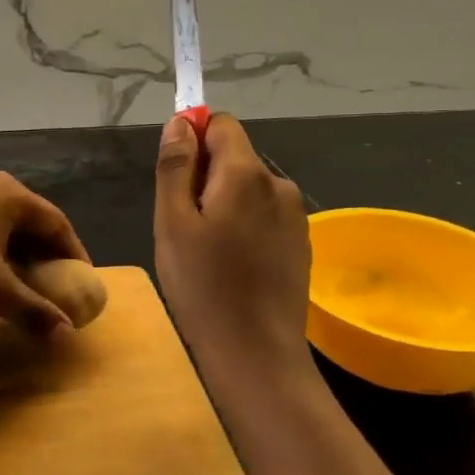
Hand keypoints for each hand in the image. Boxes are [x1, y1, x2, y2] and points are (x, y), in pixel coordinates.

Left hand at [0, 169, 90, 331]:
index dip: (73, 254)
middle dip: (43, 254)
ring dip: (13, 251)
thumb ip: (32, 310)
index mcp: (11, 195)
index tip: (80, 282)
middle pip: (29, 219)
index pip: (57, 223)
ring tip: (15, 281)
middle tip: (50, 284)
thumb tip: (66, 334)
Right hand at [154, 113, 311, 373]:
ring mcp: (295, 214)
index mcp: (246, 173)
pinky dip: (246, 226)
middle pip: (236, 157)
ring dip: (226, 203)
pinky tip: (235, 266)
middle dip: (207, 177)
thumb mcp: (173, 223)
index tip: (176, 177)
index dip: (195, 138)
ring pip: (250, 189)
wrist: (257, 353)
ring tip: (209, 252)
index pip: (222, 124)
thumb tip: (181, 121)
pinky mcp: (301, 242)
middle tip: (185, 226)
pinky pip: (266, 215)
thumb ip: (176, 166)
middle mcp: (279, 184)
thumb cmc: (203, 287)